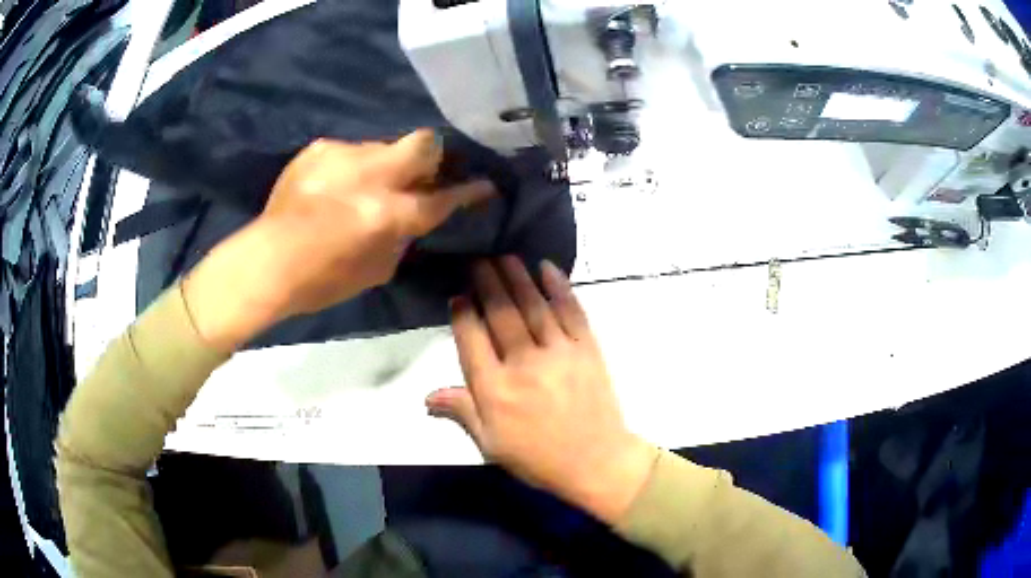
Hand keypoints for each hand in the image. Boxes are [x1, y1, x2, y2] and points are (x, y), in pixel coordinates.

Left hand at [183, 130, 494, 350]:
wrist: (267, 262)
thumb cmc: (322, 279)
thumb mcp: (376, 270)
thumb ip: (402, 235)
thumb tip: (411, 214)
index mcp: (388, 214)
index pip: (442, 197)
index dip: (468, 191)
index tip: (485, 184)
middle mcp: (372, 175)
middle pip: (424, 142)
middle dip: (433, 155)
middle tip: (423, 172)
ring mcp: (344, 156)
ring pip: (383, 147)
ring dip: (383, 166)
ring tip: (359, 189)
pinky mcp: (319, 148)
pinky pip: (349, 152)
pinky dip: (350, 169)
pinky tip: (330, 189)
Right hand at [427, 257, 656, 524]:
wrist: (595, 462)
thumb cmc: (537, 457)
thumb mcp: (491, 444)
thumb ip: (462, 412)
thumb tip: (428, 395)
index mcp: (494, 389)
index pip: (472, 339)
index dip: (462, 313)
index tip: (457, 294)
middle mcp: (523, 363)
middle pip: (500, 314)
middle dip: (486, 283)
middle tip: (477, 260)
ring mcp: (558, 352)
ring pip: (533, 306)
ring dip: (517, 277)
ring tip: (504, 256)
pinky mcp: (586, 348)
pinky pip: (571, 311)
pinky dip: (559, 288)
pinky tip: (547, 268)